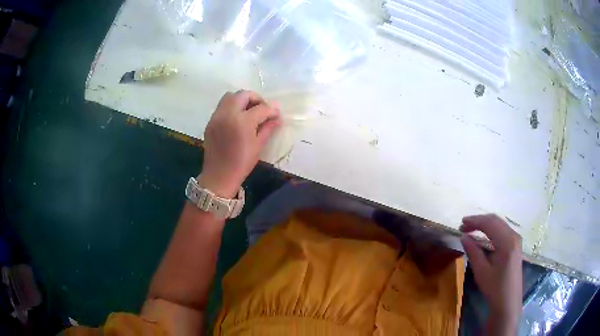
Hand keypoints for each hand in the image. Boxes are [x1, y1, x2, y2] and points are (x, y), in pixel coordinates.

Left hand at [200, 90, 280, 197]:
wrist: (219, 176)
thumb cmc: (241, 163)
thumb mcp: (258, 145)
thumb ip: (267, 128)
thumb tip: (277, 118)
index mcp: (242, 121)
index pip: (261, 108)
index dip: (272, 110)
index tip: (277, 115)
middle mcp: (228, 114)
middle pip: (243, 95)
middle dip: (256, 99)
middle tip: (262, 110)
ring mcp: (217, 116)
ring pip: (230, 96)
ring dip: (242, 100)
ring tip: (249, 111)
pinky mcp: (211, 121)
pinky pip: (222, 106)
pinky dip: (232, 107)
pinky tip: (237, 119)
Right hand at [460, 214, 521, 334]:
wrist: (508, 302)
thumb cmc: (495, 288)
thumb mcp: (481, 271)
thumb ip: (473, 251)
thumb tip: (463, 236)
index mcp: (506, 242)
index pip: (490, 223)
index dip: (474, 221)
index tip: (461, 224)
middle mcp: (513, 236)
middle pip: (495, 220)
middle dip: (479, 221)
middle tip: (464, 226)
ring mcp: (516, 239)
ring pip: (499, 224)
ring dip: (485, 224)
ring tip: (471, 229)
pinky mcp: (516, 245)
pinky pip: (503, 230)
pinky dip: (491, 229)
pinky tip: (484, 235)